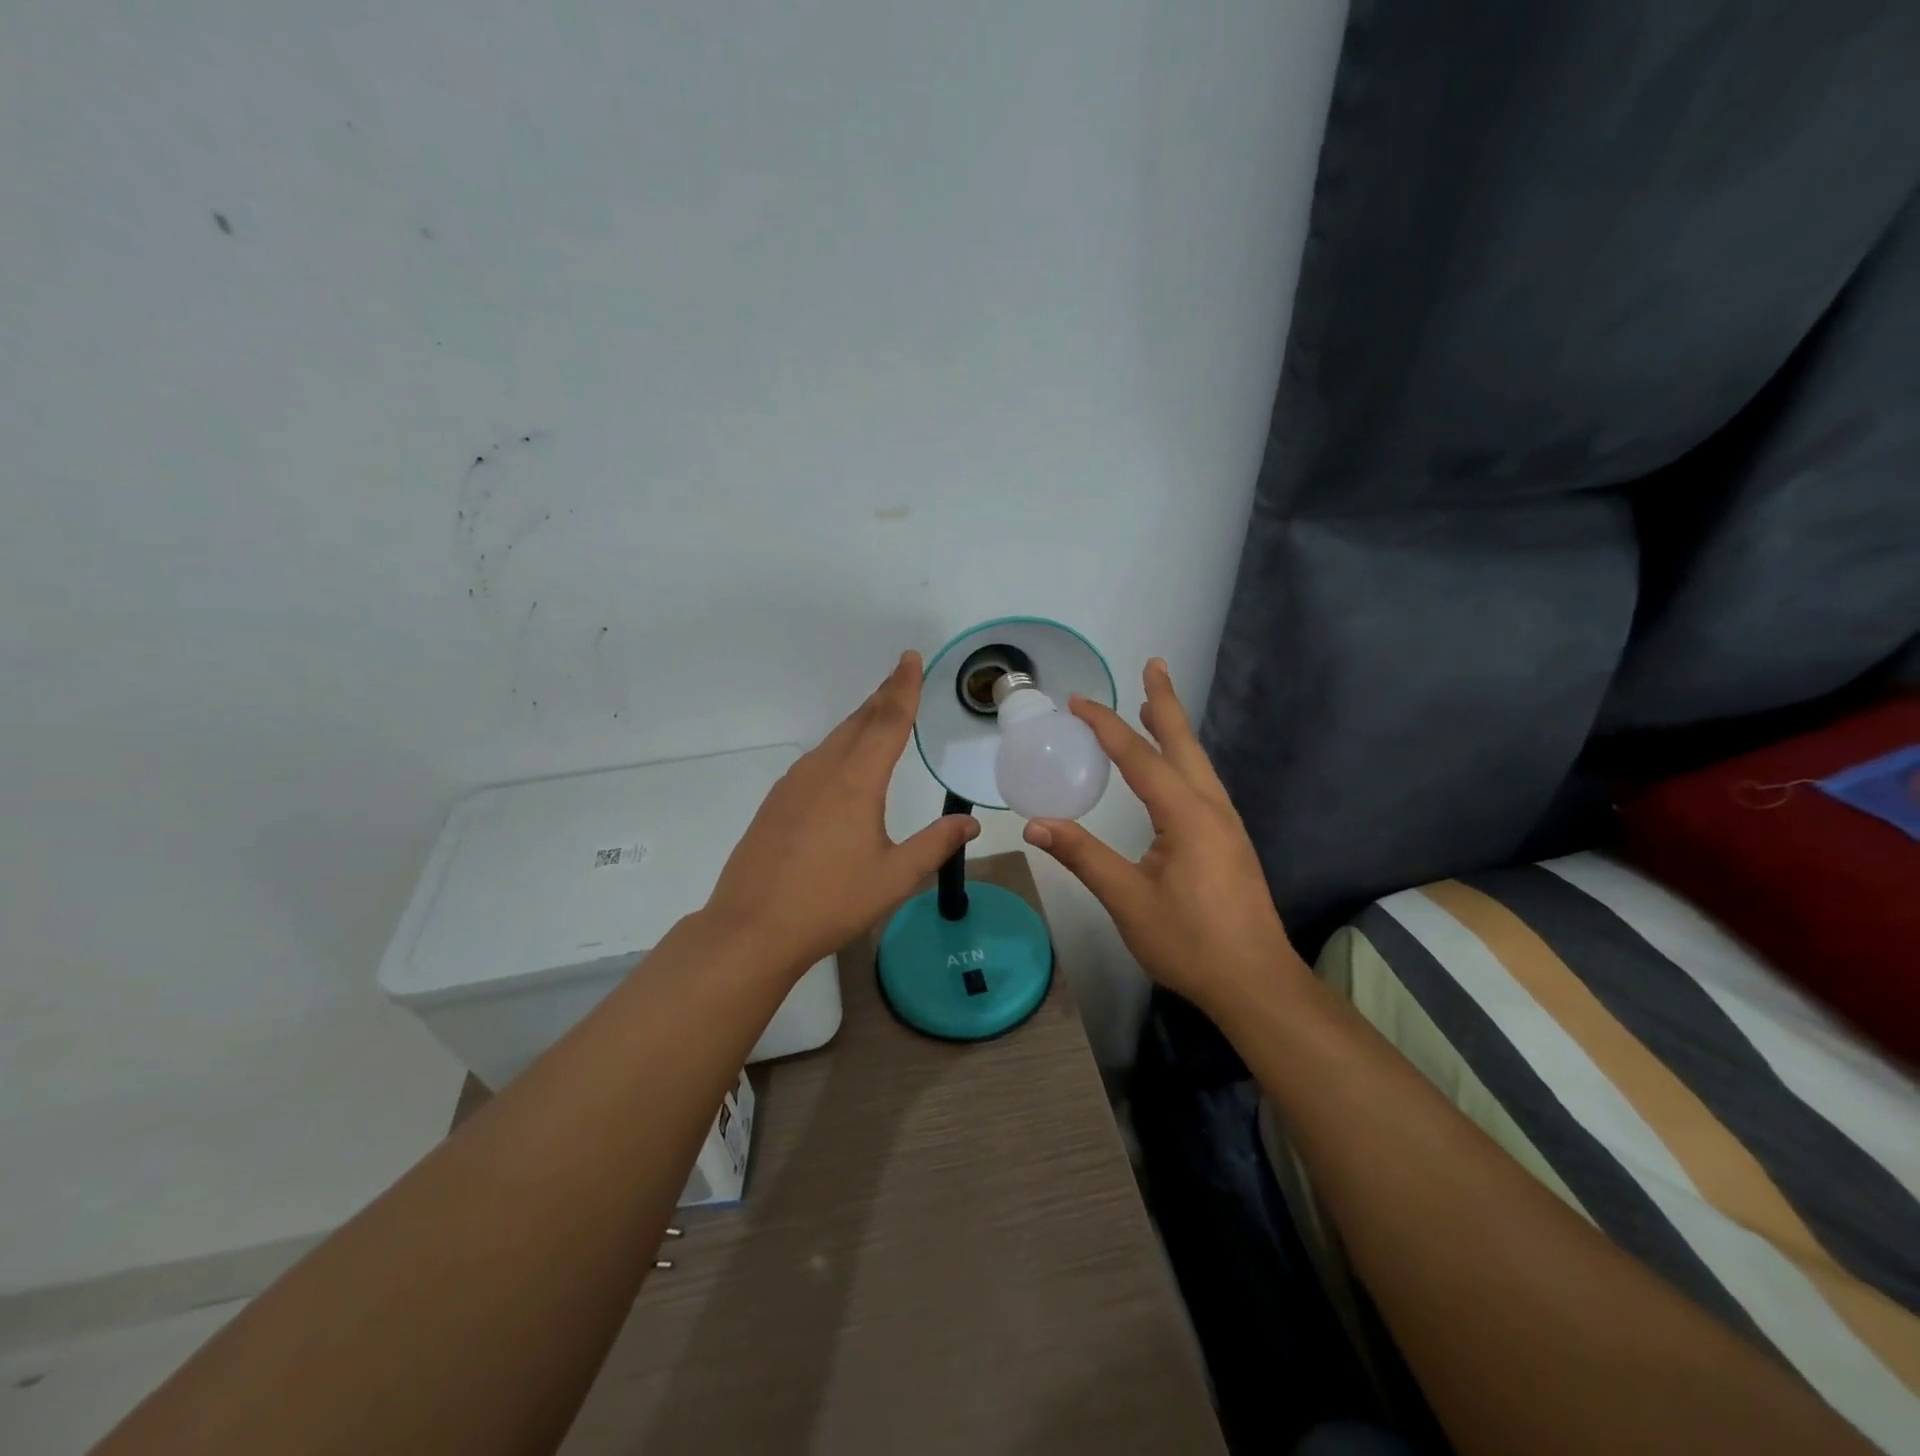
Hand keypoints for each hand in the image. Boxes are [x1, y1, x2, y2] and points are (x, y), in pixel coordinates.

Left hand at [704, 651, 979, 976]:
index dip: (903, 688)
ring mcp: (794, 784)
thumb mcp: (894, 878)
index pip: (888, 722)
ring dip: (860, 720)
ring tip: (880, 711)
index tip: (911, 658)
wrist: (752, 928)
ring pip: (834, 739)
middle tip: (902, 674)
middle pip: (859, 721)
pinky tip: (843, 761)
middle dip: (883, 695)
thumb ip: (934, 844)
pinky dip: (839, 745)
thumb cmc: (831, 902)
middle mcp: (823, 771)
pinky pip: (816, 759)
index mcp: (856, 782)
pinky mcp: (777, 801)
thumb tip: (970, 823)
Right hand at [1021, 659, 1307, 1016]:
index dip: (1106, 727)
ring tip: (1154, 705)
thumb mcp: (1128, 900)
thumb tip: (1036, 824)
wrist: (1256, 983)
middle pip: (1184, 744)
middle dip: (1164, 703)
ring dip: (1175, 729)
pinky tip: (1173, 768)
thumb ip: (1083, 856)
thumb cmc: (1190, 942)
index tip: (1078, 702)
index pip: (1139, 758)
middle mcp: (1211, 808)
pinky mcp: (1228, 841)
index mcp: (1187, 816)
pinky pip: (1201, 783)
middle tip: (1152, 665)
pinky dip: (1182, 759)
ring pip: (1198, 762)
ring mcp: (1226, 825)